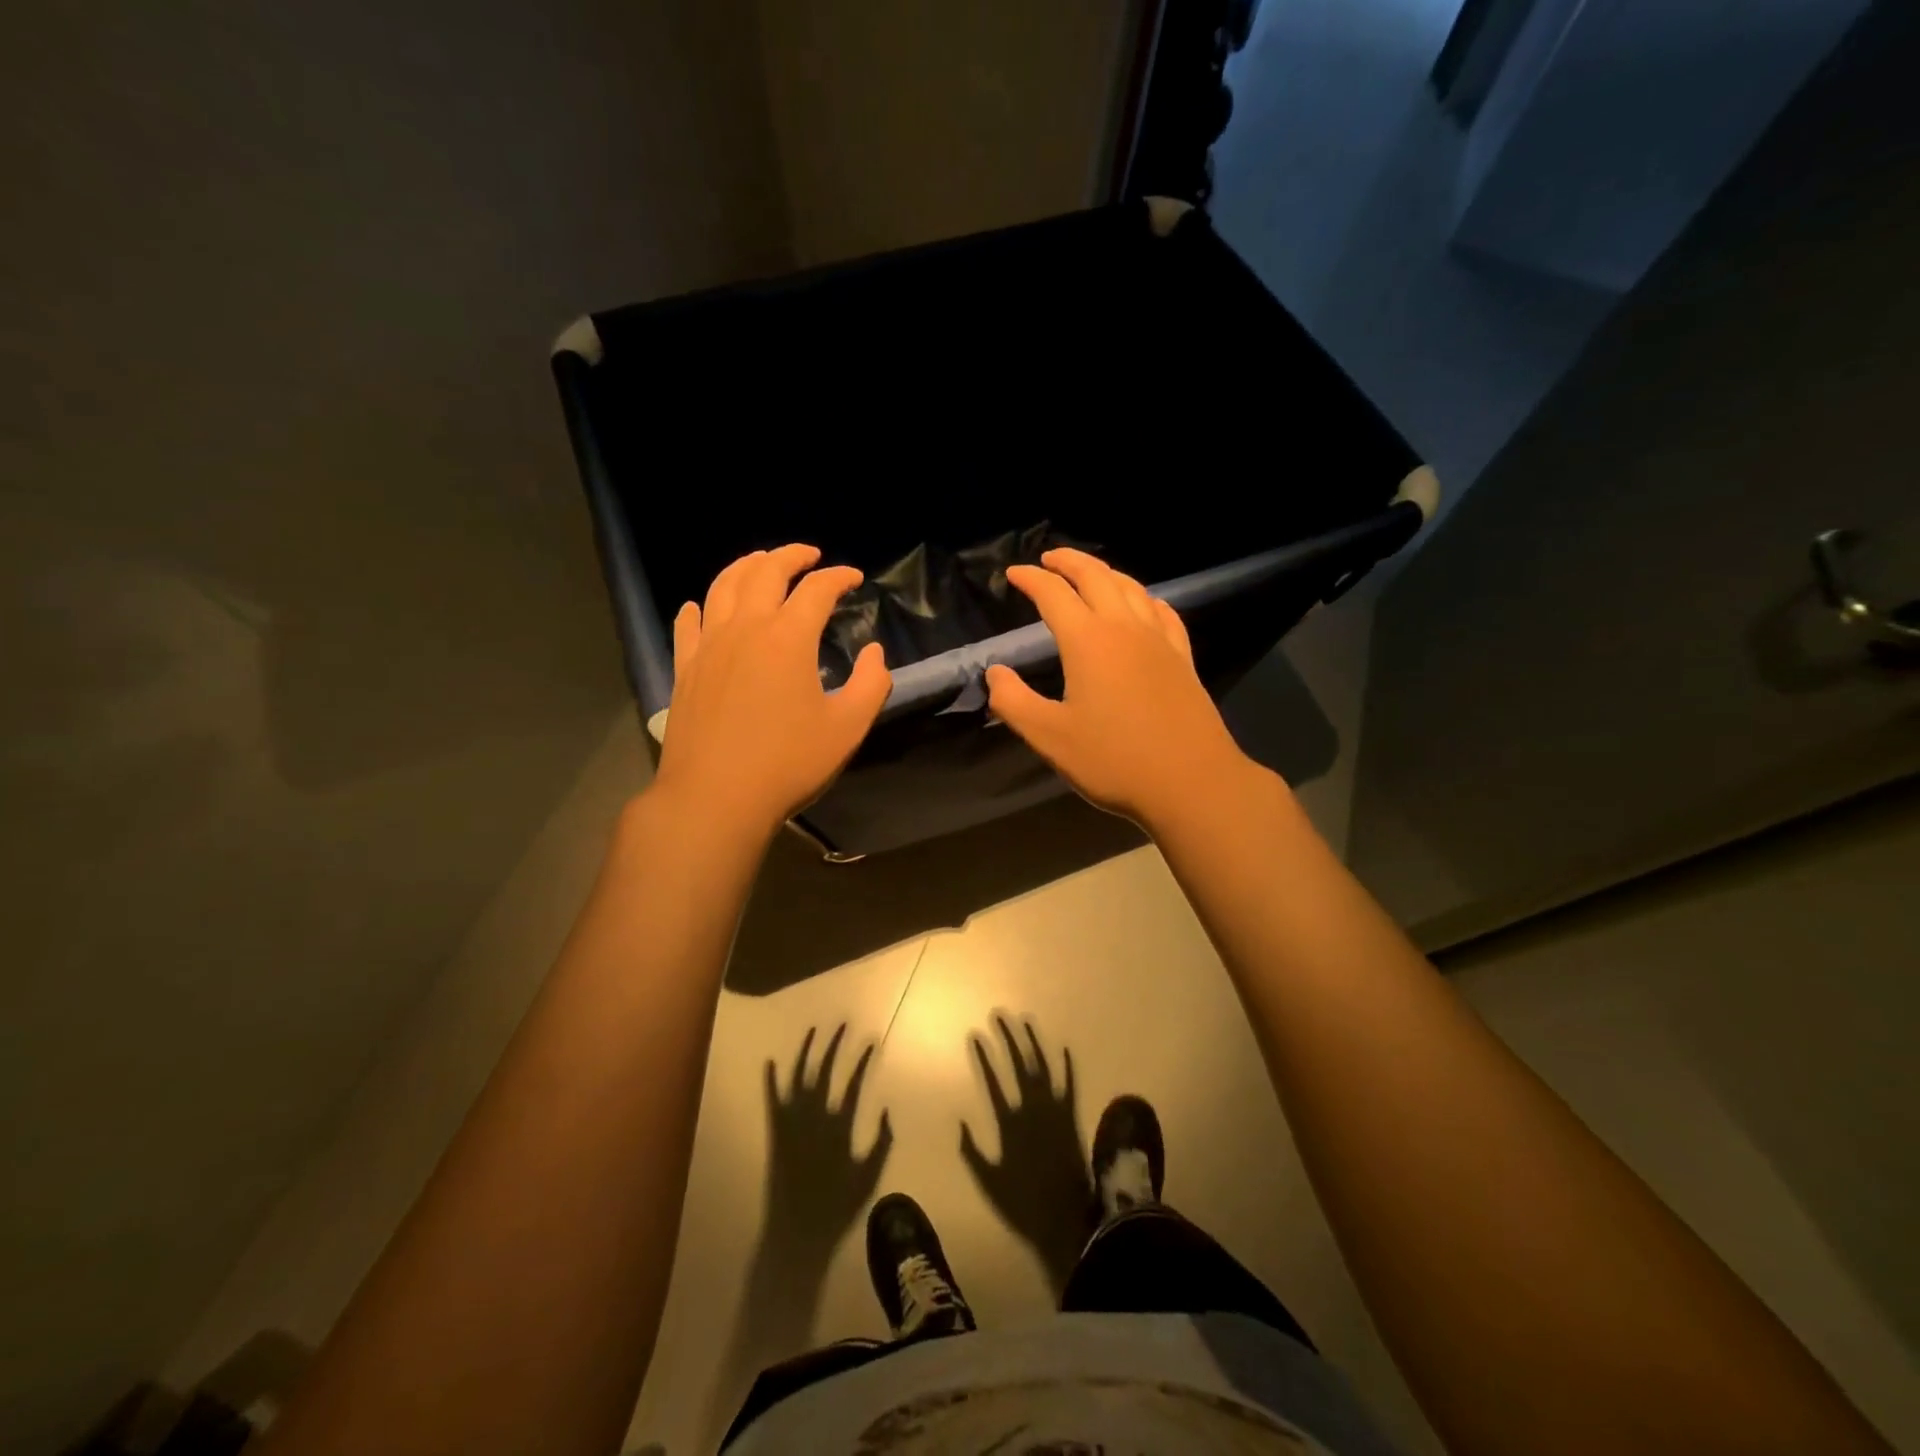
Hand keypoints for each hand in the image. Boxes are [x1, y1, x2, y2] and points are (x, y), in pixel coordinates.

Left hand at [653, 545, 890, 835]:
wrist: (715, 798)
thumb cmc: (788, 763)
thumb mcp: (848, 728)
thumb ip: (872, 684)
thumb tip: (874, 652)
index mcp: (788, 637)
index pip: (817, 589)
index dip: (839, 576)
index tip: (854, 577)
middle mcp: (745, 628)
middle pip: (765, 572)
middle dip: (790, 556)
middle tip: (809, 554)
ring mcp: (709, 646)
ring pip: (723, 587)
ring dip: (745, 566)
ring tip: (761, 562)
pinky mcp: (685, 669)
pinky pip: (688, 624)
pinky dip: (700, 607)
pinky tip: (701, 606)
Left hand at [762, 1025, 892, 1262]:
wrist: (797, 1233)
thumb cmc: (838, 1207)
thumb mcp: (870, 1176)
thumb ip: (882, 1142)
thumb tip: (887, 1109)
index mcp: (840, 1126)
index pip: (854, 1082)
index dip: (863, 1060)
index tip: (871, 1042)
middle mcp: (815, 1116)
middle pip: (825, 1071)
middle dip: (834, 1045)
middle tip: (843, 1025)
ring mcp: (792, 1123)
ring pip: (798, 1078)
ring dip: (805, 1052)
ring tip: (813, 1030)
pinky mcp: (775, 1133)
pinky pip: (771, 1101)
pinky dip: (770, 1080)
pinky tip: (769, 1061)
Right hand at [960, 1015, 1095, 1297]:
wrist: (1068, 1220)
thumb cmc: (1023, 1204)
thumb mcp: (988, 1182)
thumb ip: (971, 1151)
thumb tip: (958, 1120)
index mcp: (1009, 1122)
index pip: (992, 1080)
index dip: (983, 1056)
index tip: (975, 1034)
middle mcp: (1032, 1109)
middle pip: (1019, 1064)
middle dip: (1008, 1037)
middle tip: (999, 1015)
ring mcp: (1055, 1111)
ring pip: (1043, 1067)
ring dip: (1034, 1042)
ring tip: (1025, 1020)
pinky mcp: (1072, 1118)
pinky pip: (1070, 1085)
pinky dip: (1067, 1066)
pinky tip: (1064, 1048)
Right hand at [985, 548, 1256, 831]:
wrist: (1191, 782)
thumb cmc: (1114, 761)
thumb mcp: (1050, 737)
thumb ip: (1013, 701)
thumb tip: (995, 673)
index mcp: (1088, 641)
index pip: (1053, 595)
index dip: (1030, 579)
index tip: (1013, 574)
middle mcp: (1125, 628)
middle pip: (1096, 577)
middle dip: (1069, 561)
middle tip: (1048, 559)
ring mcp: (1160, 641)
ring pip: (1132, 588)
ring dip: (1105, 573)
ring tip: (1089, 574)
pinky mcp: (1183, 659)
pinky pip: (1163, 612)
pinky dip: (1144, 598)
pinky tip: (1143, 605)